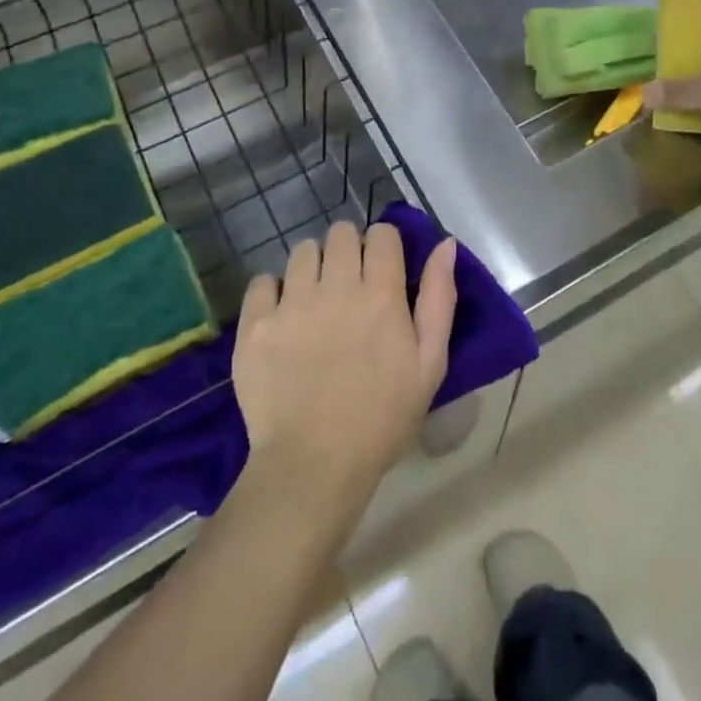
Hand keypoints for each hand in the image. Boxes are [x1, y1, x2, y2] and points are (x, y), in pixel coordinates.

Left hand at [232, 221, 457, 513]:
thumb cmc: (382, 418)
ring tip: (316, 298)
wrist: (314, 467)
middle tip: (350, 284)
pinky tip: (283, 316)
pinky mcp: (256, 325)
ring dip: (314, 265)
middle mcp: (336, 287)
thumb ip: (440, 298)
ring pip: (303, 251)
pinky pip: (263, 281)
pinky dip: (274, 291)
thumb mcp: (430, 363)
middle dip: (349, 249)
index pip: (382, 234)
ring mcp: (291, 304)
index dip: (384, 245)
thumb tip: (444, 244)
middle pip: (341, 232)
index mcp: (381, 294)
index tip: (384, 270)